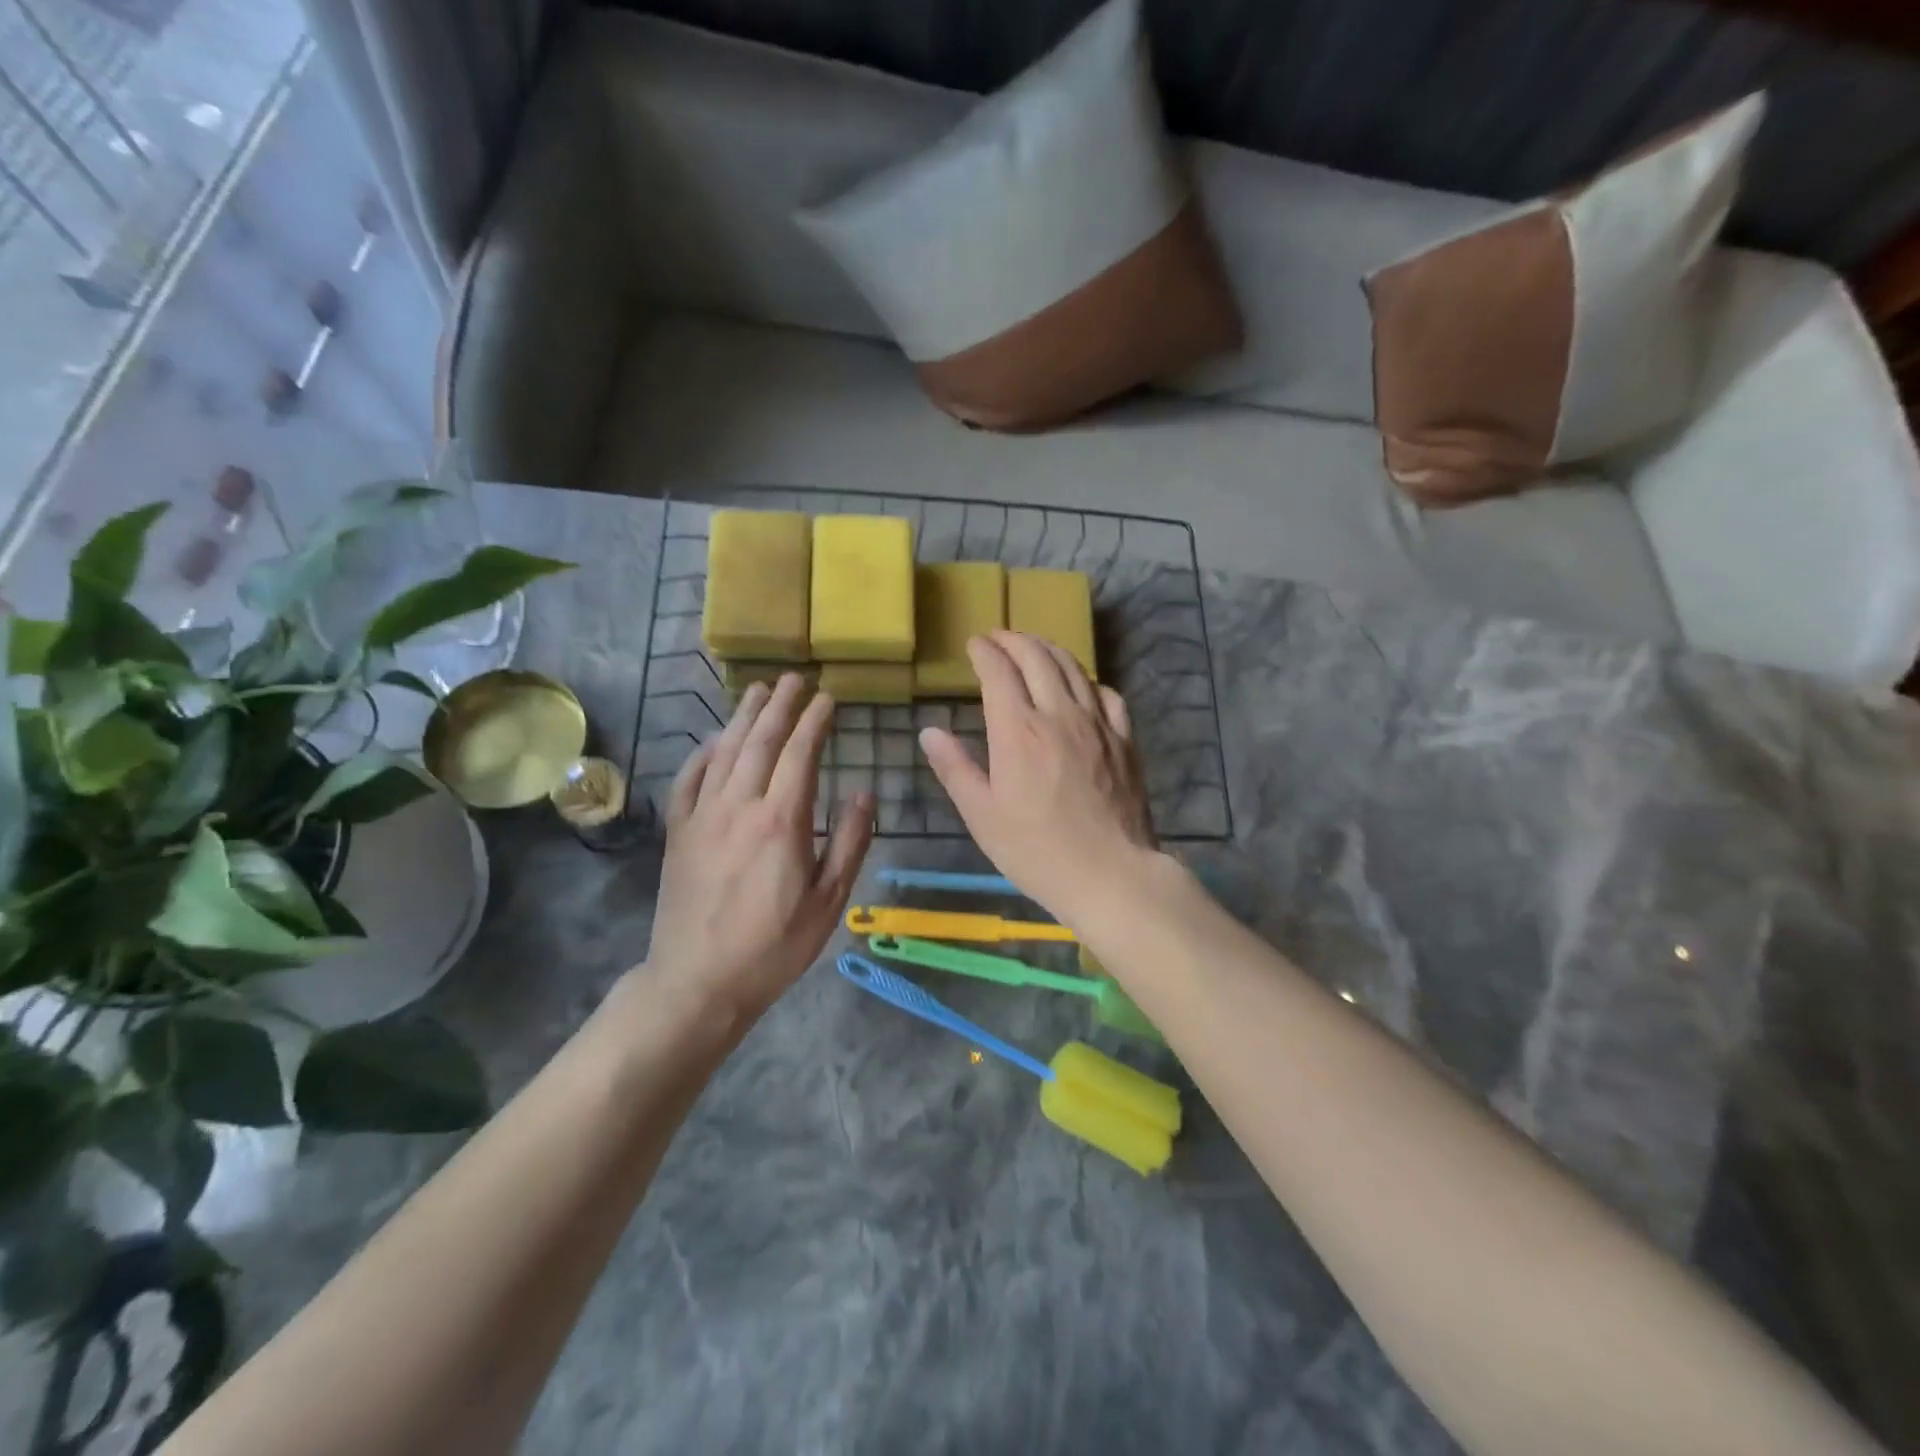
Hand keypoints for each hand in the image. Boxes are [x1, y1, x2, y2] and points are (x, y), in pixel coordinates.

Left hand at [646, 675, 874, 1018]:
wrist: (698, 981)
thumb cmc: (774, 946)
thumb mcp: (829, 902)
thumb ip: (849, 843)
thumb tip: (863, 794)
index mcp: (781, 822)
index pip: (800, 754)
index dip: (814, 721)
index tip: (827, 698)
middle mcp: (739, 806)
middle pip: (760, 741)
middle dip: (779, 705)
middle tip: (793, 678)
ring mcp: (702, 815)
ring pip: (724, 751)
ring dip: (743, 717)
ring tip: (757, 690)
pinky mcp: (678, 831)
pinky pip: (689, 779)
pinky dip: (704, 752)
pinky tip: (714, 740)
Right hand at [920, 631, 1155, 925]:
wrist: (1110, 873)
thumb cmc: (1036, 851)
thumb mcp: (982, 815)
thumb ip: (955, 769)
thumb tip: (929, 731)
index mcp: (1018, 730)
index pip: (999, 672)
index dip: (984, 652)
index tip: (974, 644)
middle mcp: (1058, 714)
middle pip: (1037, 657)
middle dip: (1014, 640)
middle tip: (999, 637)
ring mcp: (1097, 723)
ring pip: (1073, 668)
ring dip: (1049, 650)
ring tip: (1034, 647)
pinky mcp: (1124, 739)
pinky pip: (1107, 694)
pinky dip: (1087, 680)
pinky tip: (1081, 686)